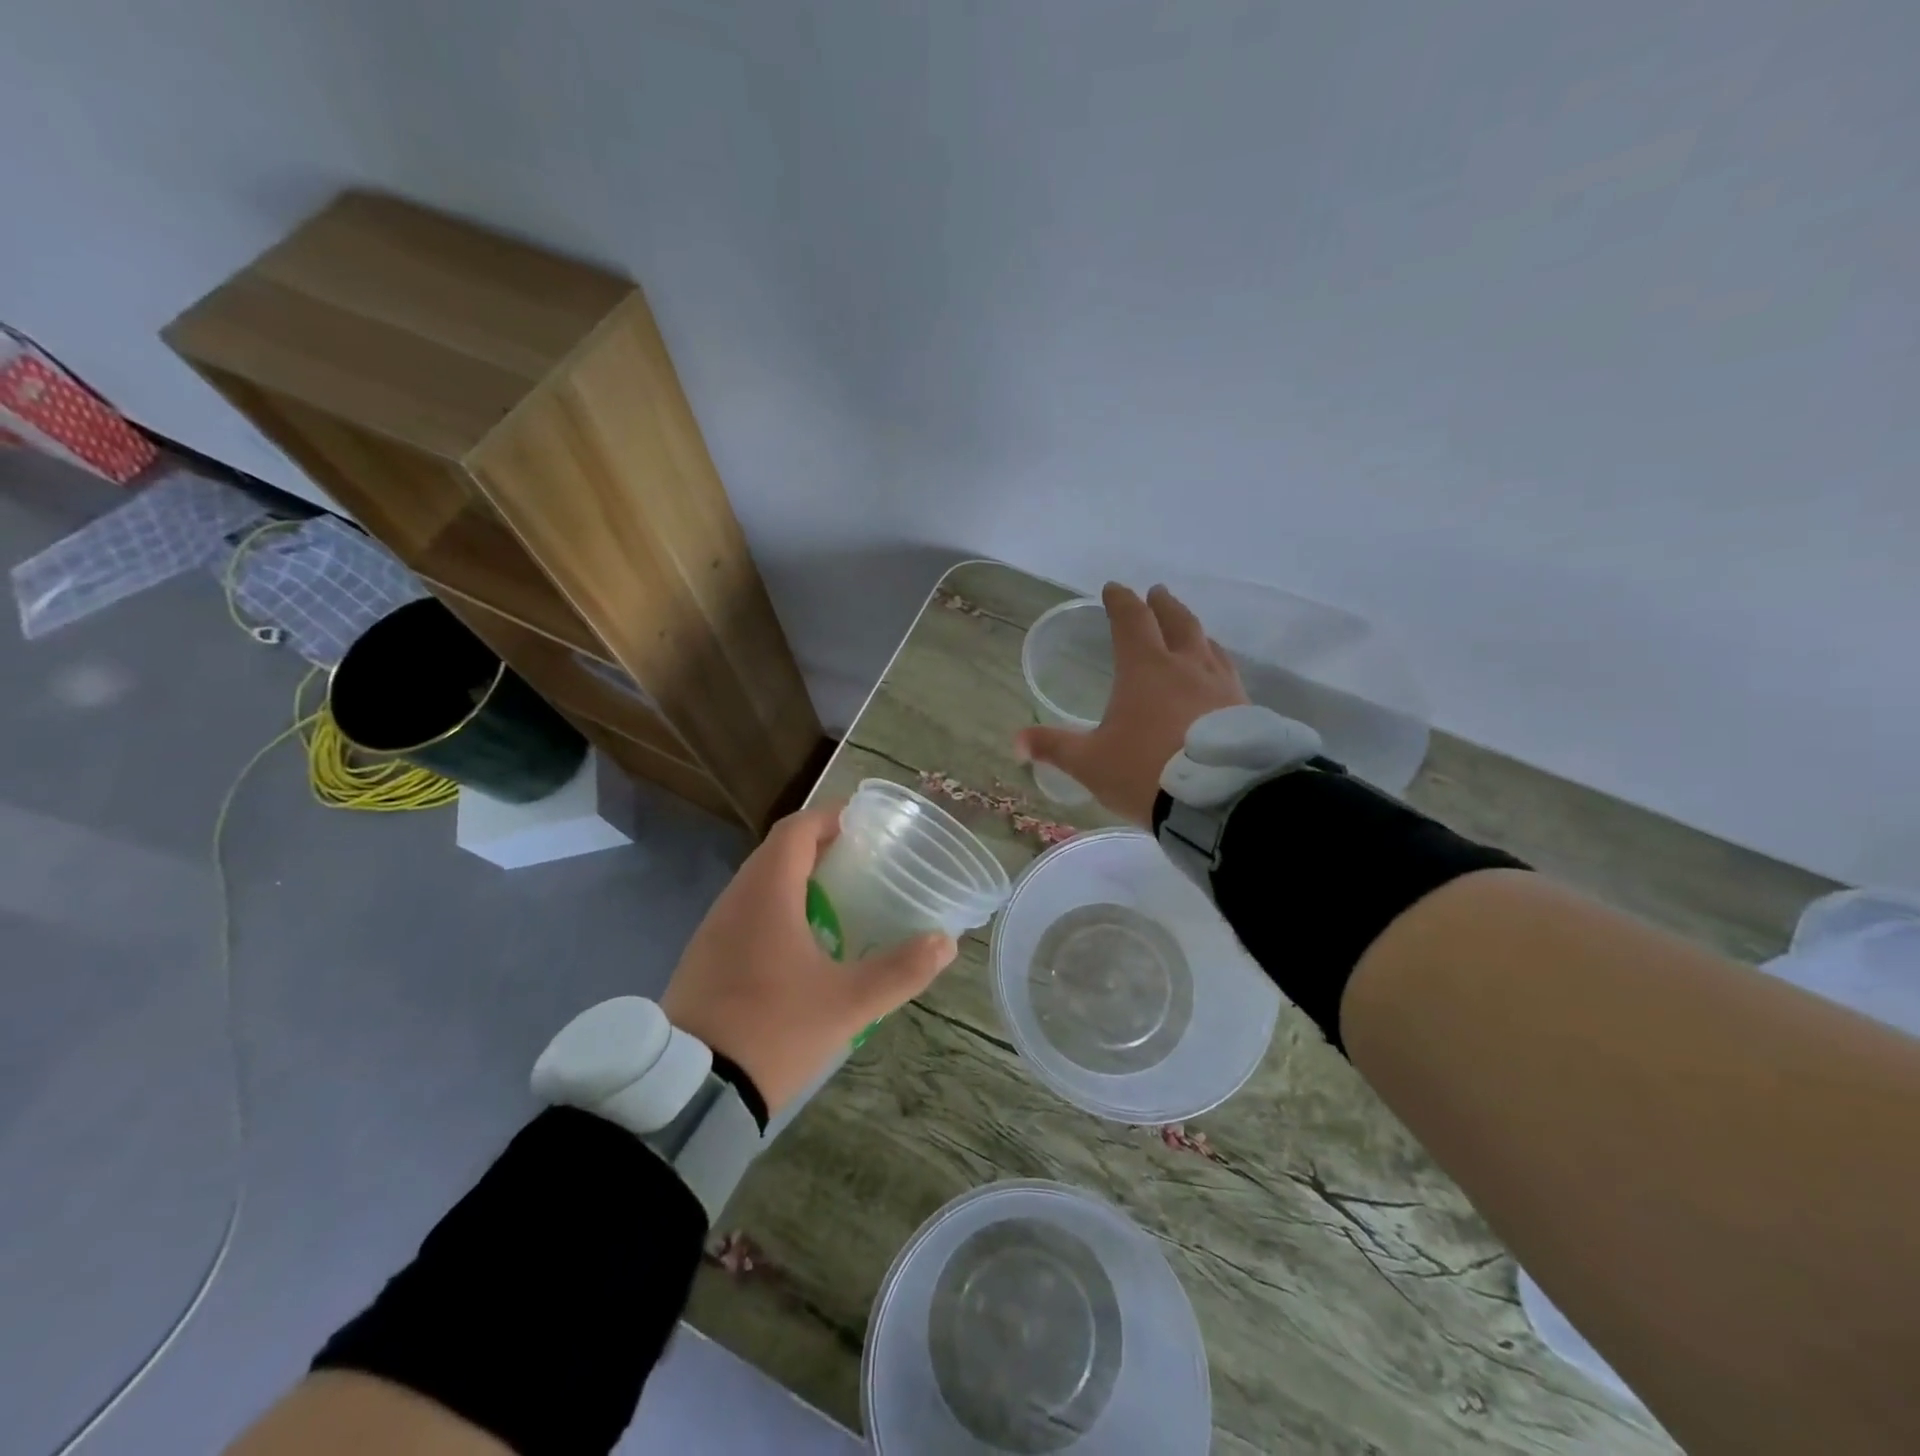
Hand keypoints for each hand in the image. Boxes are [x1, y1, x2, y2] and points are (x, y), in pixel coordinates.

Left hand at [660, 804, 957, 1115]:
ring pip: (759, 884)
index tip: (865, 824)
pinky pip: (745, 914)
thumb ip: (900, 971)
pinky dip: (777, 910)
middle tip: (862, 862)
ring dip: (797, 880)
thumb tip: (945, 942)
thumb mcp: (848, 1004)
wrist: (691, 1091)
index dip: (830, 817)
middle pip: (777, 852)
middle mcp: (734, 900)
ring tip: (839, 899)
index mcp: (766, 894)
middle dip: (819, 847)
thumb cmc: (774, 1029)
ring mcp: (713, 931)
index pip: (796, 830)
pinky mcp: (704, 959)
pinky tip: (802, 944)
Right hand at [1016, 583, 1248, 826]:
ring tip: (1189, 632)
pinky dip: (1216, 664)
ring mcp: (1221, 686)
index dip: (1120, 602)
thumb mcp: (1090, 763)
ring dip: (1194, 632)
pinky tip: (1216, 678)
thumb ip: (1055, 748)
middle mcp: (1187, 666)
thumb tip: (1017, 742)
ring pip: (1208, 645)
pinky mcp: (1245, 709)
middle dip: (1163, 605)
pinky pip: (1228, 674)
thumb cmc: (1145, 772)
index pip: (1131, 621)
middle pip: (1177, 622)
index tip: (1113, 589)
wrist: (1219, 801)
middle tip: (1156, 594)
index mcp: (1145, 669)